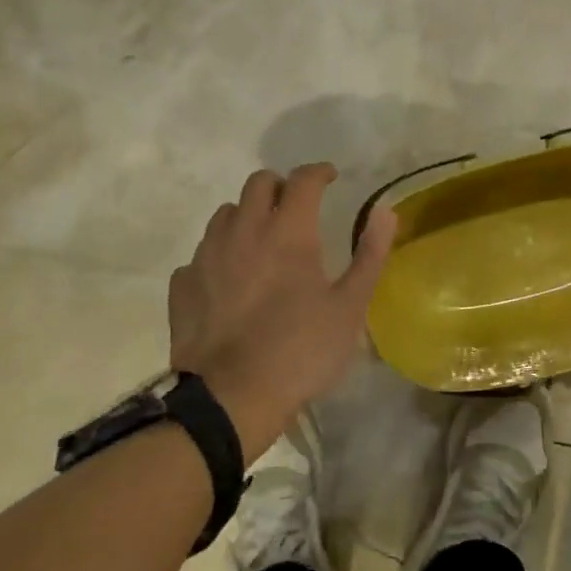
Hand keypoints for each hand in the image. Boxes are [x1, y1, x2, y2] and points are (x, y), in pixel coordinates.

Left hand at [170, 164, 397, 463]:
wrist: (231, 398)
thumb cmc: (301, 350)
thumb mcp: (349, 307)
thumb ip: (370, 254)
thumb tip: (386, 211)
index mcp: (288, 232)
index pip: (303, 180)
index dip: (319, 172)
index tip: (331, 177)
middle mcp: (243, 231)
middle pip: (258, 184)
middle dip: (281, 186)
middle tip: (297, 207)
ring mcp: (207, 256)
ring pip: (226, 214)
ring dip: (248, 216)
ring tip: (262, 241)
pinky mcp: (183, 284)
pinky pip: (202, 253)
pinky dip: (220, 254)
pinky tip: (230, 279)